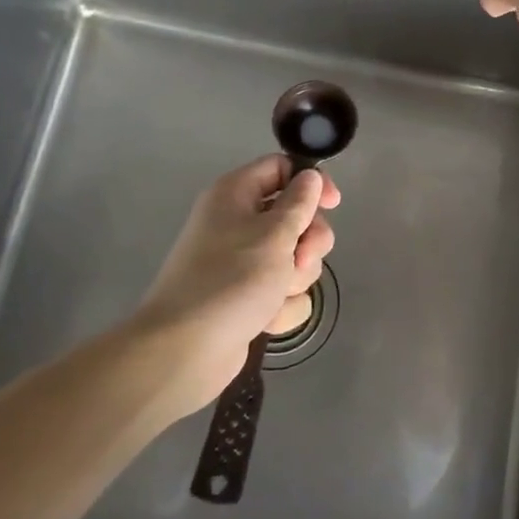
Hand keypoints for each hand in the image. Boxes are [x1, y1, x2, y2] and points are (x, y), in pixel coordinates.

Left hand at [136, 155, 340, 415]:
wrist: (185, 350)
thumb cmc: (231, 279)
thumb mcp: (275, 233)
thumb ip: (300, 202)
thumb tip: (309, 176)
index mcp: (236, 195)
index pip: (281, 168)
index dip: (310, 182)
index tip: (333, 204)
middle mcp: (238, 223)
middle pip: (295, 217)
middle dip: (308, 242)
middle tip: (301, 259)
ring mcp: (242, 263)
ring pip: (295, 257)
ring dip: (296, 278)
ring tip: (277, 295)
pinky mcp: (248, 297)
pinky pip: (283, 291)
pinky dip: (281, 306)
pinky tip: (267, 320)